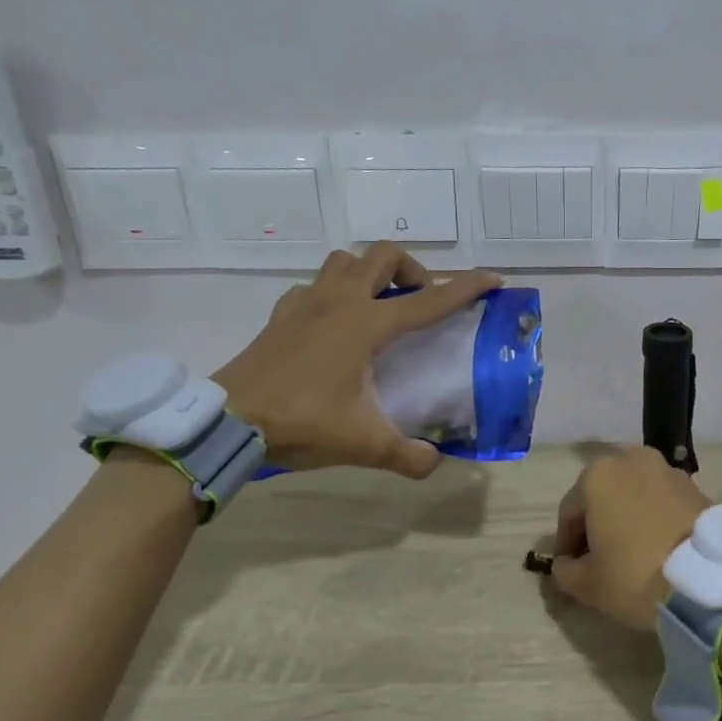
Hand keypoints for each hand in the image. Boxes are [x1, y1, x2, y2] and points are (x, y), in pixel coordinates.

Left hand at [213, 244, 499, 478]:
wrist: (229, 420)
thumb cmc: (302, 422)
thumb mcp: (365, 445)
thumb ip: (409, 457)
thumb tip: (434, 463)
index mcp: (367, 325)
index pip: (429, 300)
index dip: (465, 288)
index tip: (492, 279)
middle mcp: (340, 303)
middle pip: (383, 257)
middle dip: (412, 270)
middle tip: (420, 300)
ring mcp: (306, 303)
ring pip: (345, 261)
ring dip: (369, 273)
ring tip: (379, 305)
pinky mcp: (282, 315)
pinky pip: (314, 286)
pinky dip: (333, 293)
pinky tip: (334, 324)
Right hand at [549, 447, 711, 630]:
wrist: (707, 579)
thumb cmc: (634, 575)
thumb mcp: (586, 584)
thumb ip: (564, 571)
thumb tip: (565, 564)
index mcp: (597, 475)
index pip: (569, 513)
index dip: (566, 544)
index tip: (570, 570)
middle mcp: (631, 460)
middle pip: (602, 496)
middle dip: (596, 524)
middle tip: (600, 559)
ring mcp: (666, 469)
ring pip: (632, 495)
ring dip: (625, 517)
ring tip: (630, 552)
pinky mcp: (695, 486)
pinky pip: (660, 501)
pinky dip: (652, 517)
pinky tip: (656, 546)